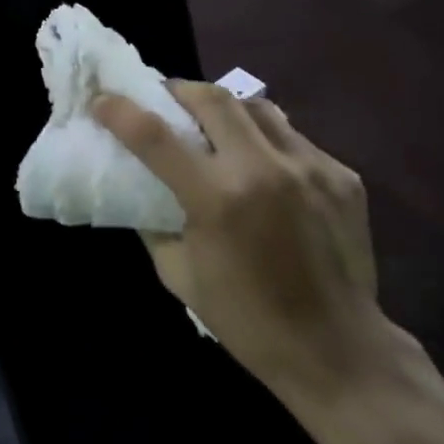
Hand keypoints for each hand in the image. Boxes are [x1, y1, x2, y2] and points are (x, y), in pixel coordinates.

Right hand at [94, 83, 406, 417]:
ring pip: (256, 106)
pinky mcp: (341, 176)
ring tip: (216, 126)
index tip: (102, 100)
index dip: (121, 112)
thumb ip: (155, 222)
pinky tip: (265, 168)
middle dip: (179, 91)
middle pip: (211, 98)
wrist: (339, 352)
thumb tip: (139, 185)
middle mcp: (262, 170)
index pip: (155, 136)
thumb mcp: (180, 276)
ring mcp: (309, 167)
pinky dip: (267, 142)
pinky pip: (294, 138)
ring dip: (226, 109)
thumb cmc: (249, 321)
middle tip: (166, 101)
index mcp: (217, 200)